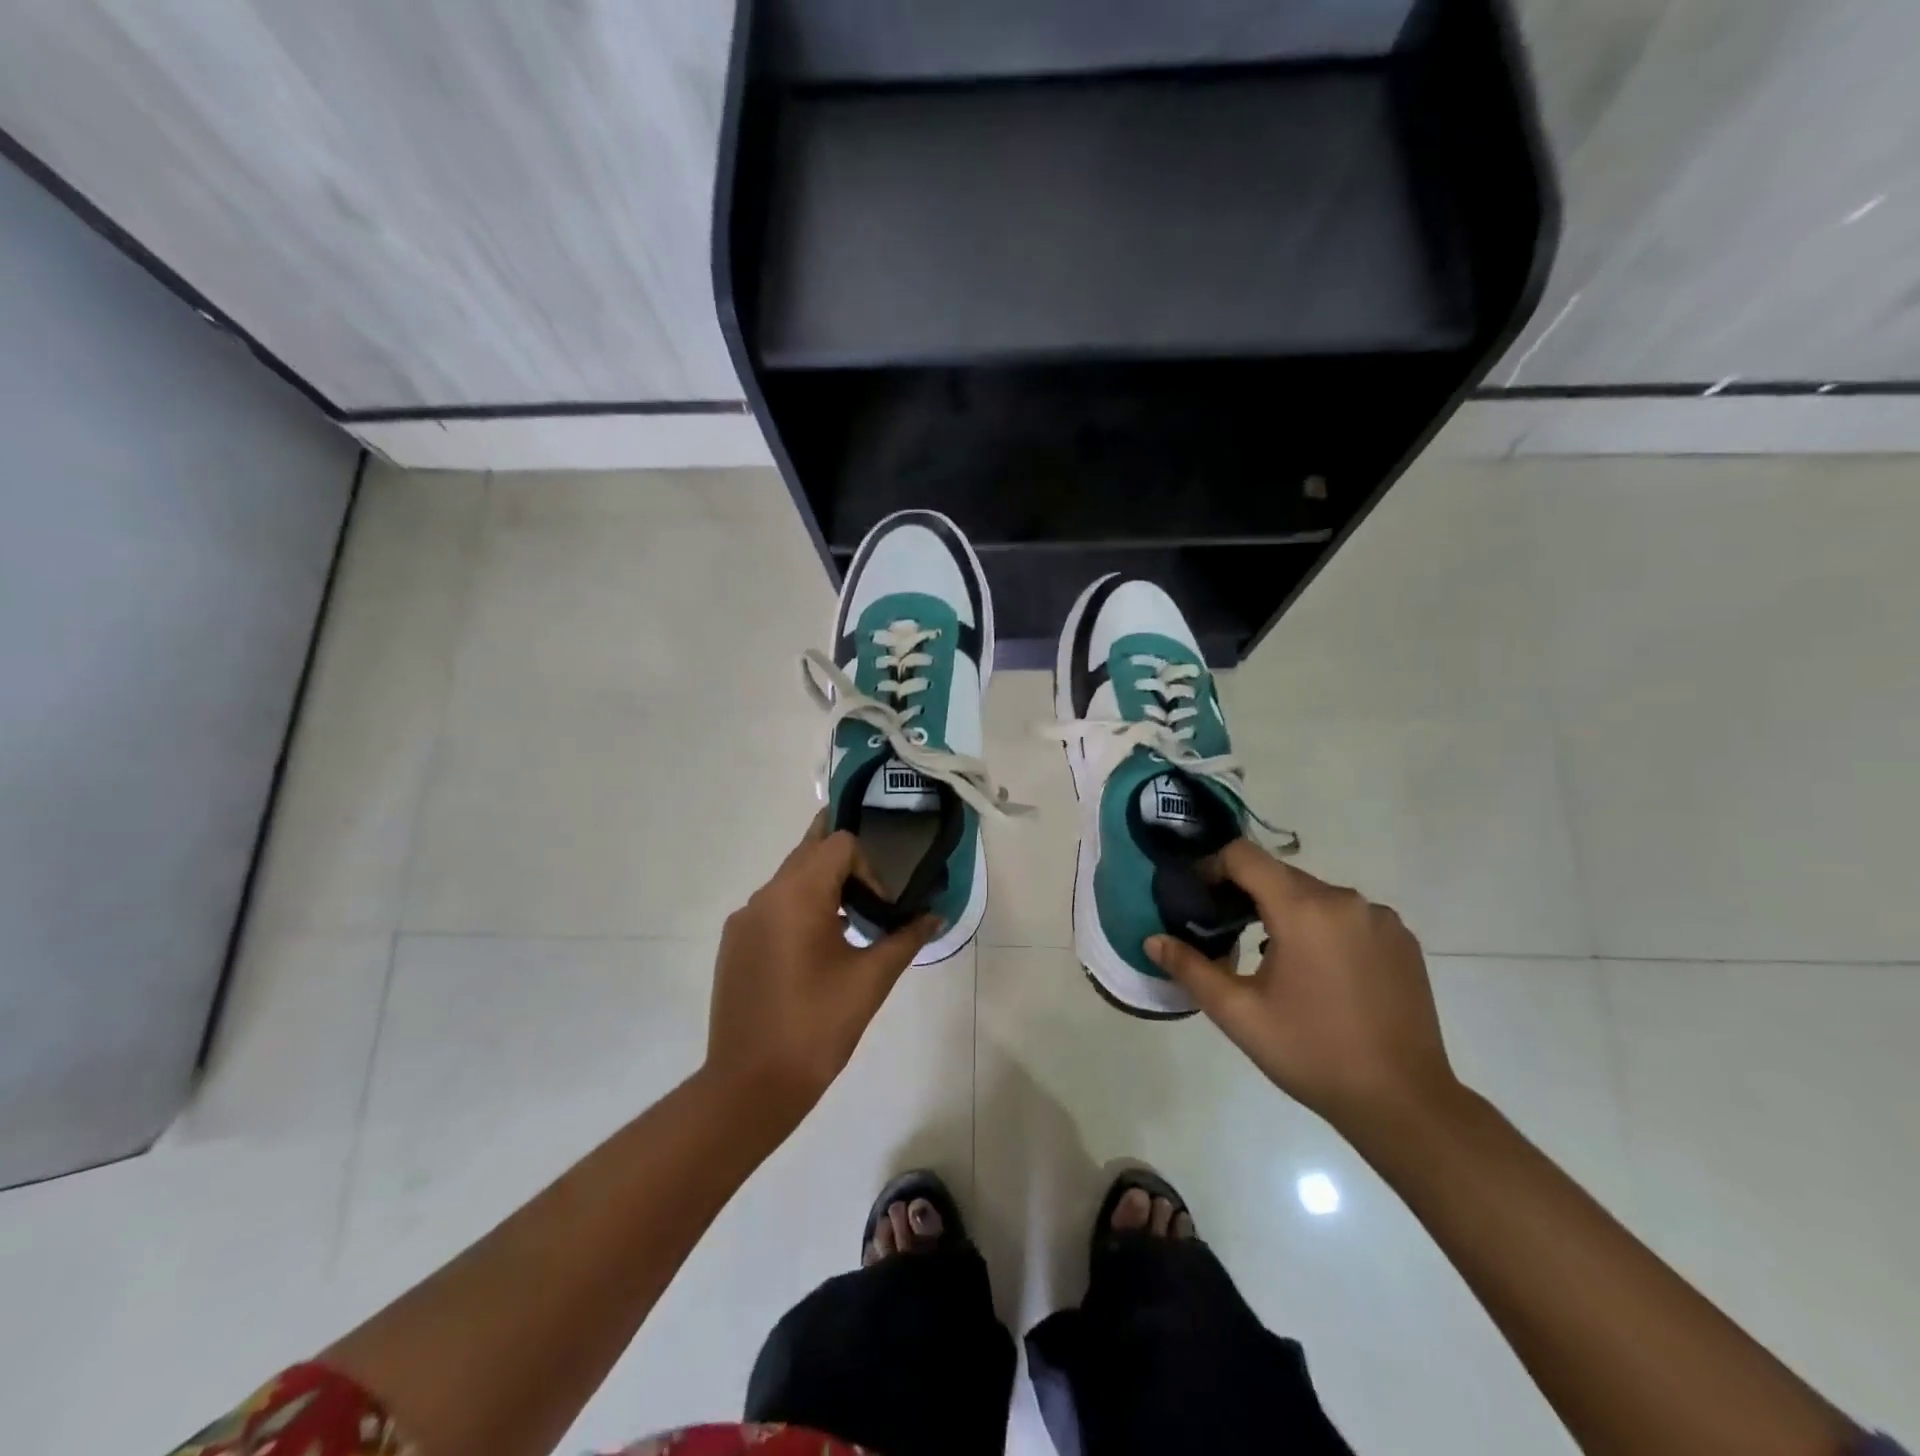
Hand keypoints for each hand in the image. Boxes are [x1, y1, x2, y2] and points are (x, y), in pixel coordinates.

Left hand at [705, 819, 938, 1128]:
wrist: (751, 1085)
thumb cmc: (818, 1026)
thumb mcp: (871, 979)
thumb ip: (906, 938)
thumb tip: (935, 915)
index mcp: (797, 895)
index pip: (839, 844)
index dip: (869, 867)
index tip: (881, 910)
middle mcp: (764, 896)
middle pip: (810, 852)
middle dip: (845, 866)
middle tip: (872, 895)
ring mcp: (743, 920)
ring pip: (789, 880)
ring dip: (822, 888)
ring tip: (849, 926)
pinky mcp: (734, 944)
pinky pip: (772, 907)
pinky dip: (799, 911)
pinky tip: (816, 953)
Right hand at [1146, 840, 1459, 1133]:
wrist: (1403, 1102)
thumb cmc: (1311, 1053)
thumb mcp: (1239, 1014)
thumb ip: (1190, 968)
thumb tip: (1152, 941)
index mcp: (1303, 910)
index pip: (1245, 856)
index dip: (1213, 867)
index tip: (1199, 898)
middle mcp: (1345, 900)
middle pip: (1279, 874)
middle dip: (1246, 893)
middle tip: (1225, 931)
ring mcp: (1380, 918)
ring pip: (1314, 895)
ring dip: (1285, 911)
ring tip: (1271, 957)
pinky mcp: (1402, 940)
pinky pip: (1347, 915)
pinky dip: (1322, 927)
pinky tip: (1319, 973)